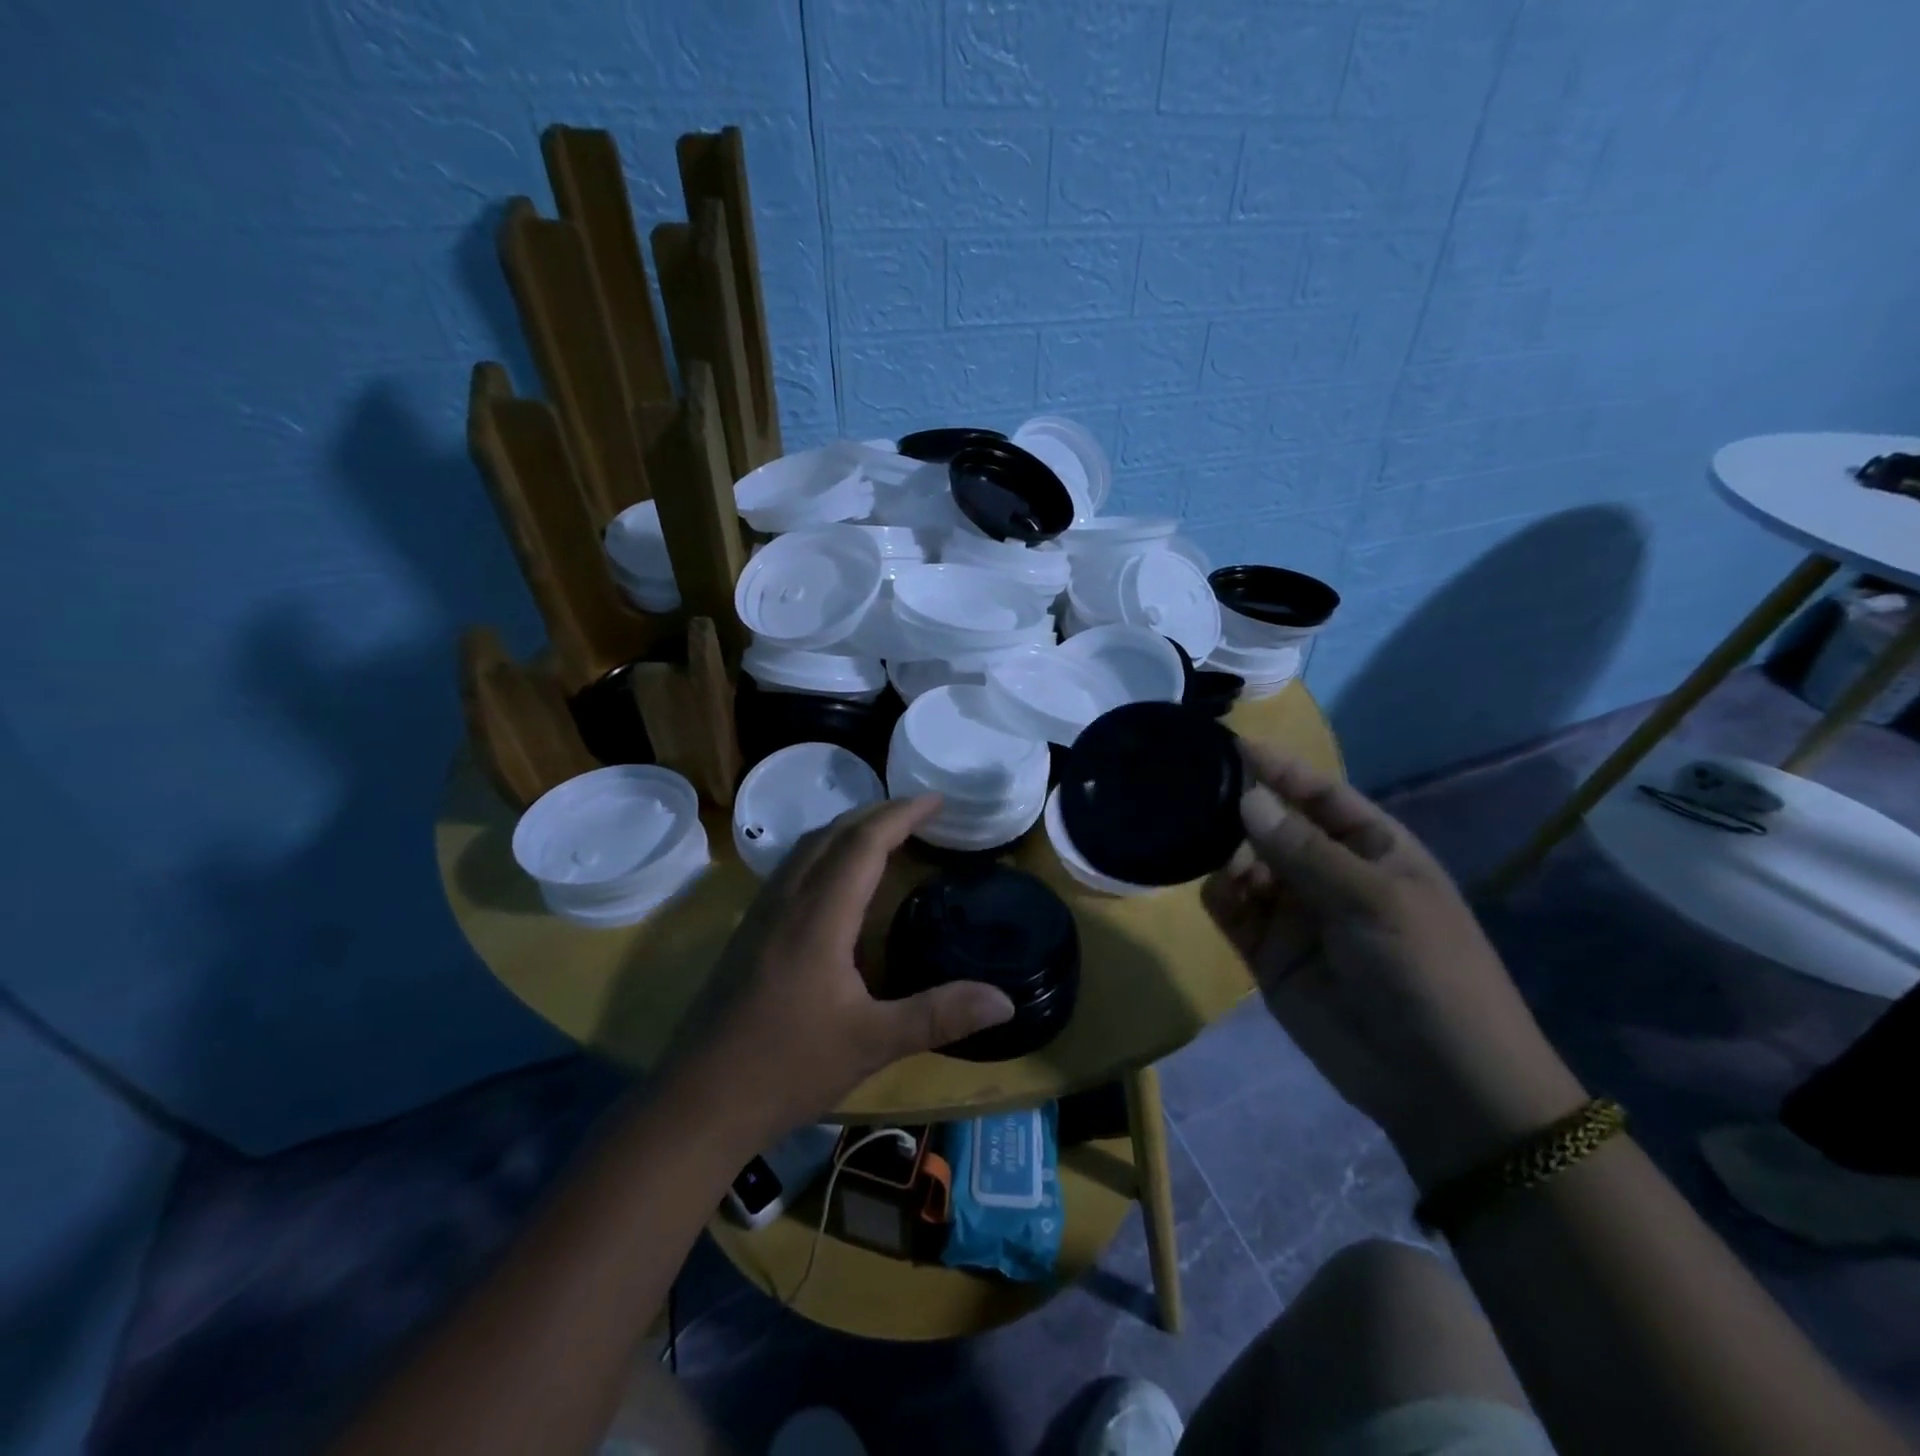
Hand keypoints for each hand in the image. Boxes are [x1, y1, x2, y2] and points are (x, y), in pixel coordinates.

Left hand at [675, 795, 1014, 1140]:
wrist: (697, 1103)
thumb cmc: (786, 1069)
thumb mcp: (871, 1043)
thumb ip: (939, 1016)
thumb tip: (1006, 1001)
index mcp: (818, 917)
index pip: (863, 843)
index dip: (902, 814)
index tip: (937, 799)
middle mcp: (786, 902)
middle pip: (832, 834)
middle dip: (877, 813)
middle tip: (919, 811)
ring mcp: (760, 916)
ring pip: (805, 848)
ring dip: (847, 829)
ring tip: (883, 832)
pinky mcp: (747, 934)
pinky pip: (791, 869)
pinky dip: (823, 852)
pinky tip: (834, 879)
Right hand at [1203, 743, 1586, 1188]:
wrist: (1441, 1086)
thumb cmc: (1428, 974)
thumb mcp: (1376, 902)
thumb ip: (1305, 851)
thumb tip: (1247, 800)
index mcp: (1371, 850)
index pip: (1319, 795)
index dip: (1280, 769)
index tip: (1232, 745)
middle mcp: (1327, 874)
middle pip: (1273, 827)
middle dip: (1241, 813)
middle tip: (1200, 801)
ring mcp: (1295, 914)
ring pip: (1244, 865)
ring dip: (1225, 854)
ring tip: (1210, 854)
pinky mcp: (1266, 952)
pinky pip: (1231, 910)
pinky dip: (1217, 894)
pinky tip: (1215, 889)